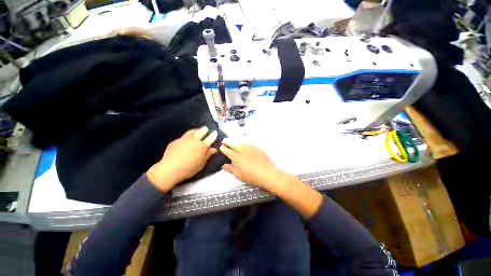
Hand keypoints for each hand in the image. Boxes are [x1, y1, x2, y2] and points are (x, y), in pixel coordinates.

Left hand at [147, 126, 217, 191]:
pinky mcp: (176, 141)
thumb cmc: (189, 168)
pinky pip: (183, 136)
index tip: (215, 132)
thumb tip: (213, 149)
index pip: (210, 138)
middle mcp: (194, 140)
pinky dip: (187, 136)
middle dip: (204, 130)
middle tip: (206, 128)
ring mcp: (184, 139)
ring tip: (197, 130)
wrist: (170, 168)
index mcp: (202, 146)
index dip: (213, 135)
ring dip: (195, 130)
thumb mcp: (202, 163)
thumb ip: (208, 155)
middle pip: (201, 132)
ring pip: (191, 132)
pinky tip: (186, 139)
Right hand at [219, 139, 286, 191]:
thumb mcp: (240, 175)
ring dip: (236, 141)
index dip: (224, 149)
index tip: (221, 147)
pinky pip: (249, 143)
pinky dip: (245, 143)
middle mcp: (243, 151)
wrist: (268, 173)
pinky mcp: (257, 148)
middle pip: (234, 145)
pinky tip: (244, 144)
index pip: (229, 152)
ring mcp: (251, 148)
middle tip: (224, 140)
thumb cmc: (253, 177)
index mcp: (238, 158)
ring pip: (241, 143)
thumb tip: (223, 166)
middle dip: (228, 142)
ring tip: (233, 141)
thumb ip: (231, 169)